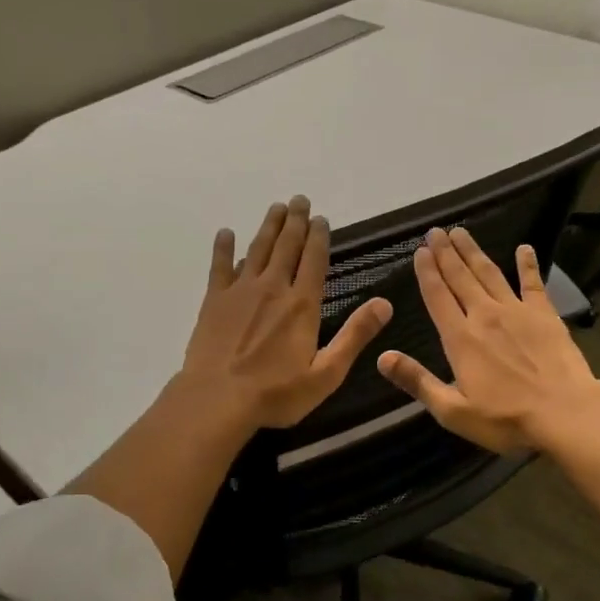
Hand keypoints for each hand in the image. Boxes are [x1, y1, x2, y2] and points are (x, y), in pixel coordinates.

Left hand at [180, 196, 392, 430]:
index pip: (314, 260)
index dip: (319, 237)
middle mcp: (273, 288)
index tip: (321, 218)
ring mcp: (240, 291)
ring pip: (257, 249)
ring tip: (276, 208)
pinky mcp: (214, 301)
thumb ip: (355, 336)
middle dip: (295, 222)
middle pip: (286, 246)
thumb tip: (385, 304)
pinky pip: (220, 266)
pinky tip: (226, 233)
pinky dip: (224, 248)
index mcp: (302, 304)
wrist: (217, 400)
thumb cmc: (276, 393)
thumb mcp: (326, 373)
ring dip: (268, 226)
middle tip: (299, 200)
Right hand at [376, 228, 599, 453]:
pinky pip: (533, 283)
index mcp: (460, 339)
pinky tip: (524, 248)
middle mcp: (484, 316)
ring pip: (489, 273)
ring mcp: (517, 311)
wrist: (565, 413)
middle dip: (445, 253)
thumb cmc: (506, 419)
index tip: (419, 251)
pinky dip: (527, 264)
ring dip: (473, 252)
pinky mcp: (545, 314)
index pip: (437, 297)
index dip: (427, 273)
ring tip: (461, 232)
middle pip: (460, 277)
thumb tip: (382, 357)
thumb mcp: (453, 411)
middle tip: (435, 231)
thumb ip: (418, 382)